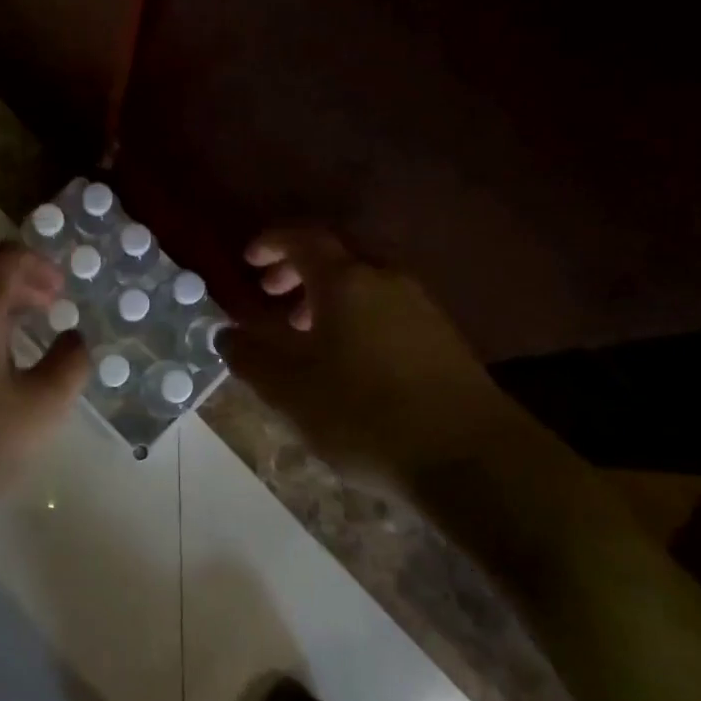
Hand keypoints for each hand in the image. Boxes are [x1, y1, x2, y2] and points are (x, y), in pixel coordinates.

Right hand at [217, 227, 511, 467]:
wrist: (474, 461)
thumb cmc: (366, 414)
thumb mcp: (290, 390)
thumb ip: (250, 355)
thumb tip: (226, 333)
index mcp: (346, 280)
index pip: (302, 239)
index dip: (271, 243)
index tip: (249, 261)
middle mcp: (385, 280)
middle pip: (337, 256)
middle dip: (298, 269)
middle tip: (271, 293)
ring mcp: (421, 307)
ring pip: (364, 284)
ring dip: (328, 297)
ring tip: (304, 333)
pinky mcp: (443, 338)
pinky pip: (387, 309)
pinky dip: (357, 317)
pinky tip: (348, 360)